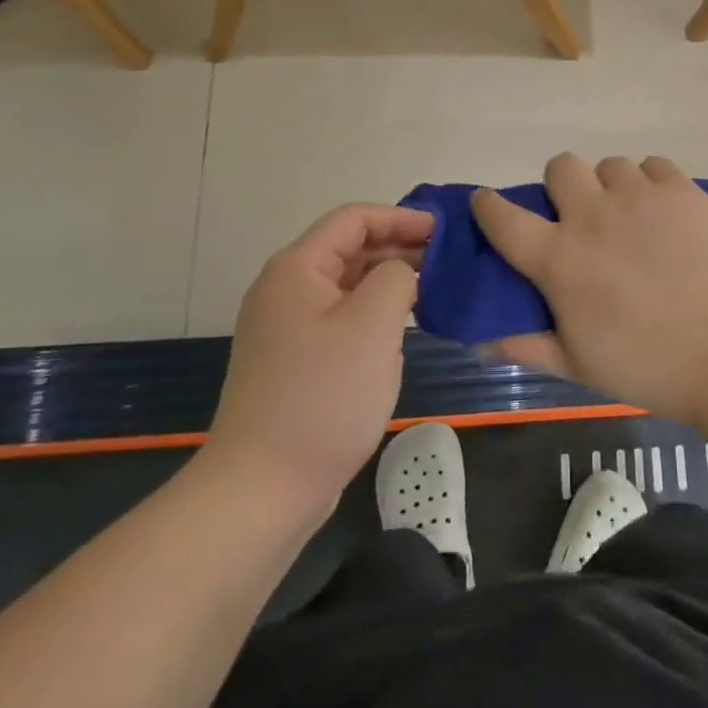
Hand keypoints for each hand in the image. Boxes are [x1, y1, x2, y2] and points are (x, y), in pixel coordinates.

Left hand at [202, 204, 429, 515]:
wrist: (262, 490)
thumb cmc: (323, 396)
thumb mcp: (373, 324)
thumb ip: (397, 277)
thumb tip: (400, 274)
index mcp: (297, 268)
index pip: (354, 219)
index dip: (401, 217)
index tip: (443, 232)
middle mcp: (286, 289)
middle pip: (349, 248)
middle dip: (398, 247)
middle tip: (446, 262)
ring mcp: (286, 327)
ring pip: (346, 284)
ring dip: (387, 281)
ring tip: (432, 291)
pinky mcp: (294, 361)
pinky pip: (340, 317)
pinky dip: (372, 312)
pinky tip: (401, 329)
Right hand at [470, 154, 707, 423]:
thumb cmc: (649, 366)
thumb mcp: (579, 365)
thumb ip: (526, 348)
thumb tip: (479, 344)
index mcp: (559, 259)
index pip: (504, 218)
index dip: (488, 205)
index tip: (486, 201)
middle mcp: (592, 216)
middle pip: (561, 167)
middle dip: (563, 185)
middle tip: (582, 214)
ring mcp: (639, 197)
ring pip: (610, 164)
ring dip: (612, 186)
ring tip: (633, 216)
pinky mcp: (681, 190)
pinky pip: (655, 164)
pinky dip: (653, 182)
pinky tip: (666, 210)